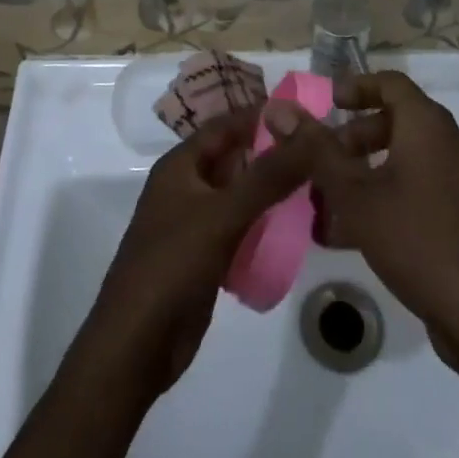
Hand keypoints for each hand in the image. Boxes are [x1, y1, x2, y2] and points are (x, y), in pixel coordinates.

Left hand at [74, 108, 321, 403]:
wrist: (137, 345)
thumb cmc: (172, 265)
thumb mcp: (222, 214)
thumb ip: (268, 176)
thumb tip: (309, 135)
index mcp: (180, 166)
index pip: (225, 125)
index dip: (261, 115)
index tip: (306, 112)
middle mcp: (187, 187)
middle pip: (235, 158)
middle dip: (273, 153)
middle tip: (322, 150)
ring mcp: (196, 223)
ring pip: (241, 195)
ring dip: (272, 190)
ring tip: (319, 184)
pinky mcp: (206, 256)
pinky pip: (242, 227)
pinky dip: (266, 223)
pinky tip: (297, 227)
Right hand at [264, 73, 458, 392]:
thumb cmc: (419, 241)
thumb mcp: (356, 195)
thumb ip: (316, 150)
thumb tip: (279, 109)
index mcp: (430, 126)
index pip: (390, 83)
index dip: (355, 87)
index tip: (324, 104)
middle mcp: (452, 144)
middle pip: (397, 122)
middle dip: (353, 138)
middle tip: (319, 162)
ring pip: (406, 161)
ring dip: (366, 173)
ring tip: (328, 204)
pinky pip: (421, 191)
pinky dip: (388, 198)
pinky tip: (356, 236)